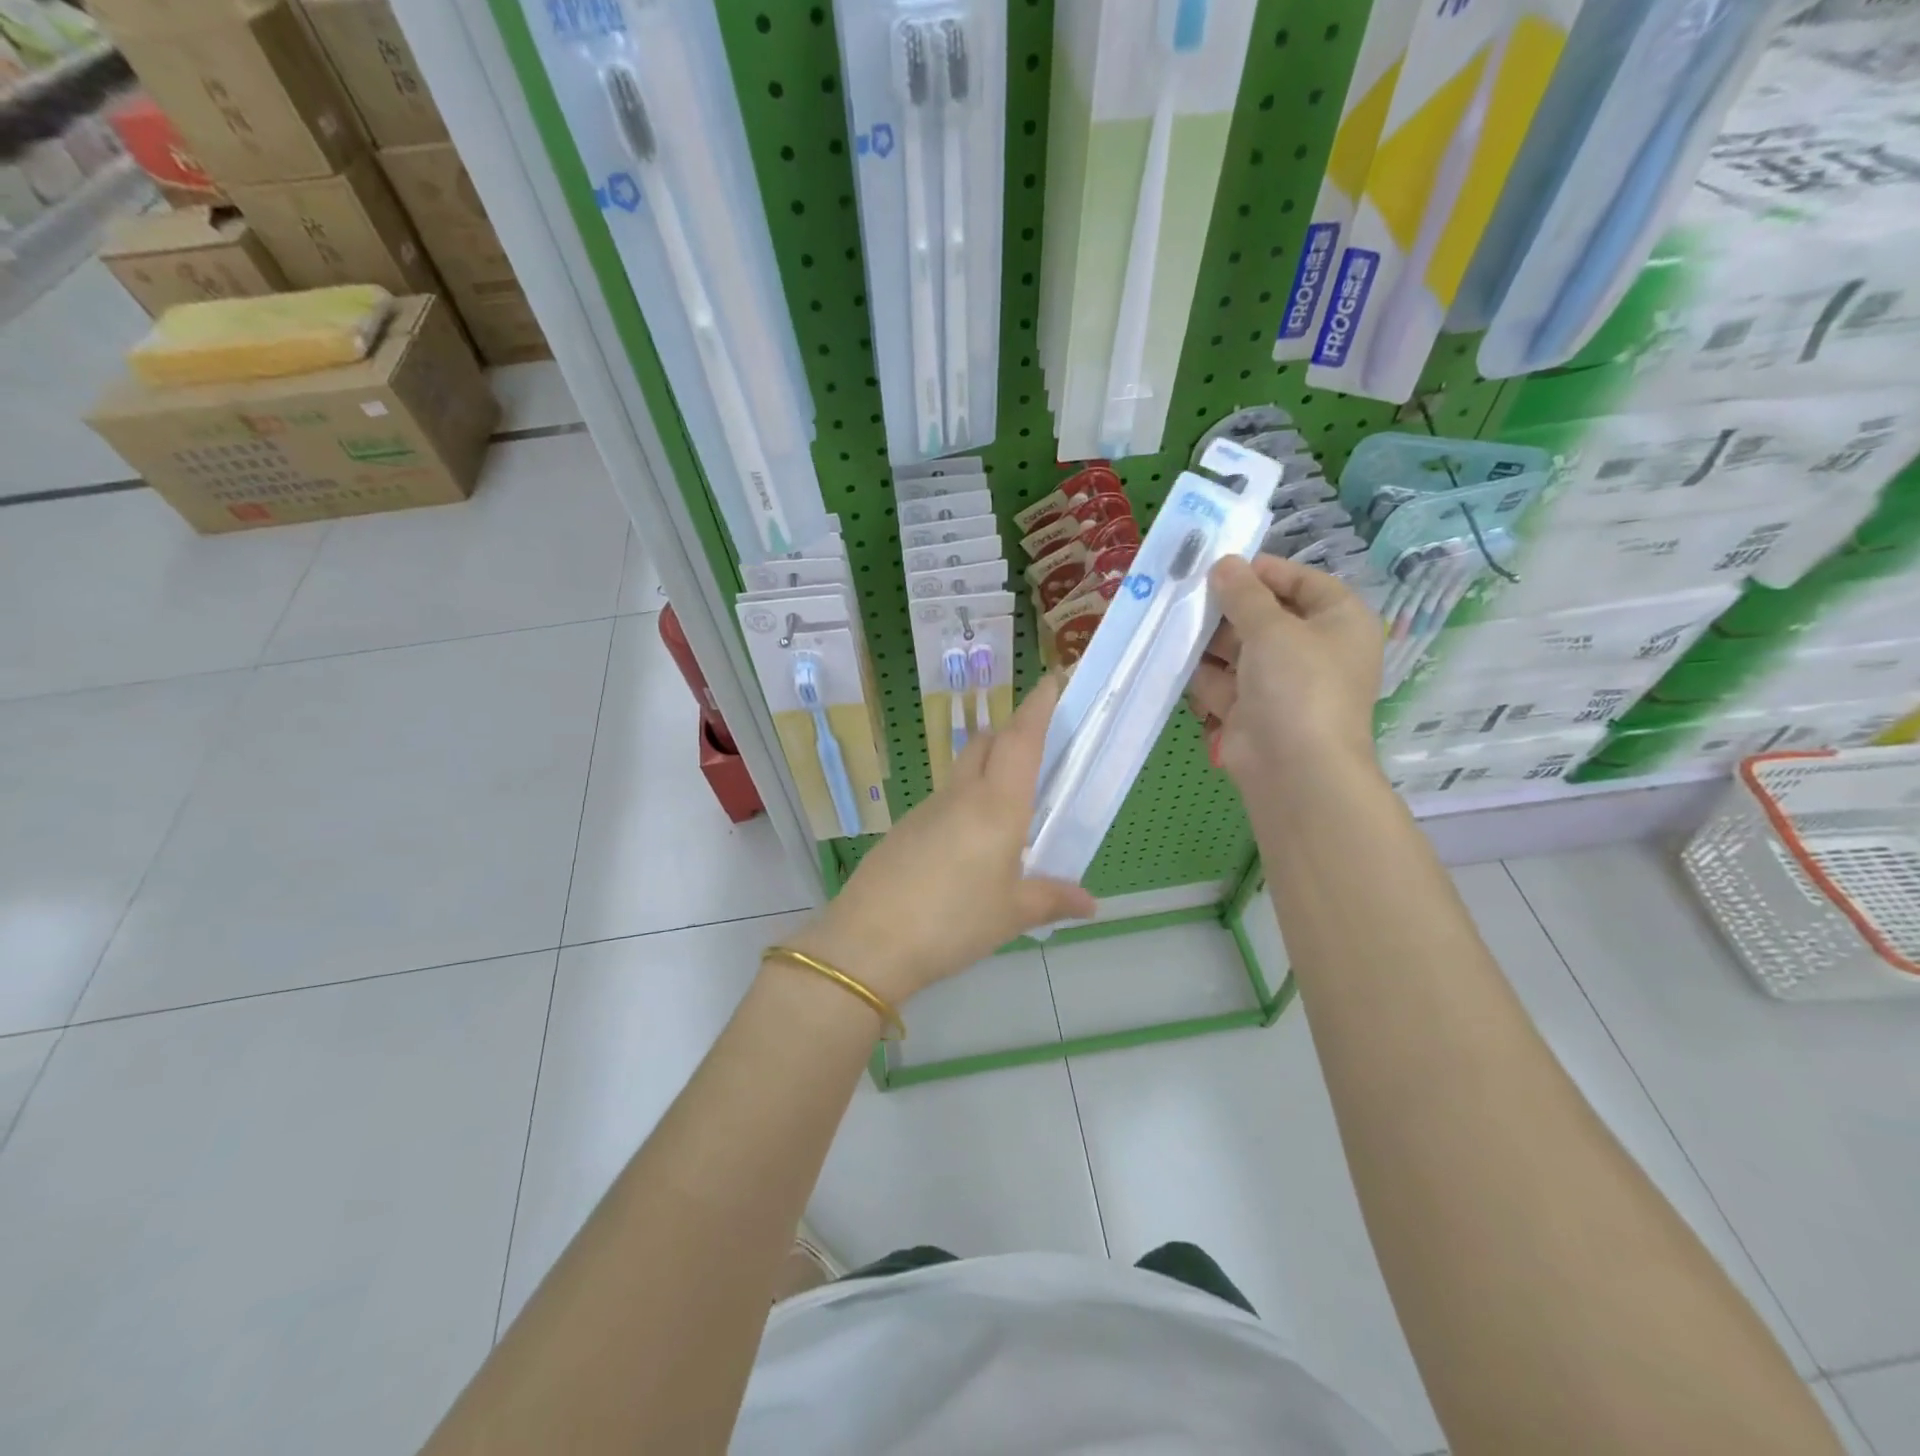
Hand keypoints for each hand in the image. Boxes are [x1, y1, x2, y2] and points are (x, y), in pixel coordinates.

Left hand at [784, 674, 1095, 1005]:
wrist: (869, 941)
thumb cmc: (954, 922)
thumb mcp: (1012, 914)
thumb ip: (1052, 899)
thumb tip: (1090, 903)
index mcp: (997, 805)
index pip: (1020, 739)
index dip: (1038, 706)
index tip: (1052, 680)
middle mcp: (961, 795)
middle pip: (987, 743)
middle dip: (1012, 732)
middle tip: (1038, 748)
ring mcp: (927, 809)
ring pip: (963, 771)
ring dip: (987, 770)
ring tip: (1010, 806)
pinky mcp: (905, 829)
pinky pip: (944, 802)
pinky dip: (965, 803)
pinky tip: (970, 845)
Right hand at [1187, 554, 1383, 787]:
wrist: (1294, 768)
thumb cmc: (1298, 685)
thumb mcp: (1272, 627)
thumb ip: (1244, 594)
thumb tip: (1224, 564)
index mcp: (1340, 623)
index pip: (1304, 582)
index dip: (1266, 572)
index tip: (1224, 566)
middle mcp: (1314, 650)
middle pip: (1266, 616)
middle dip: (1228, 609)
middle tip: (1188, 594)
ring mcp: (1281, 684)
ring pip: (1239, 650)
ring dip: (1209, 641)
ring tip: (1174, 623)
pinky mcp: (1251, 710)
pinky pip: (1223, 682)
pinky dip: (1202, 675)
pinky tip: (1174, 659)